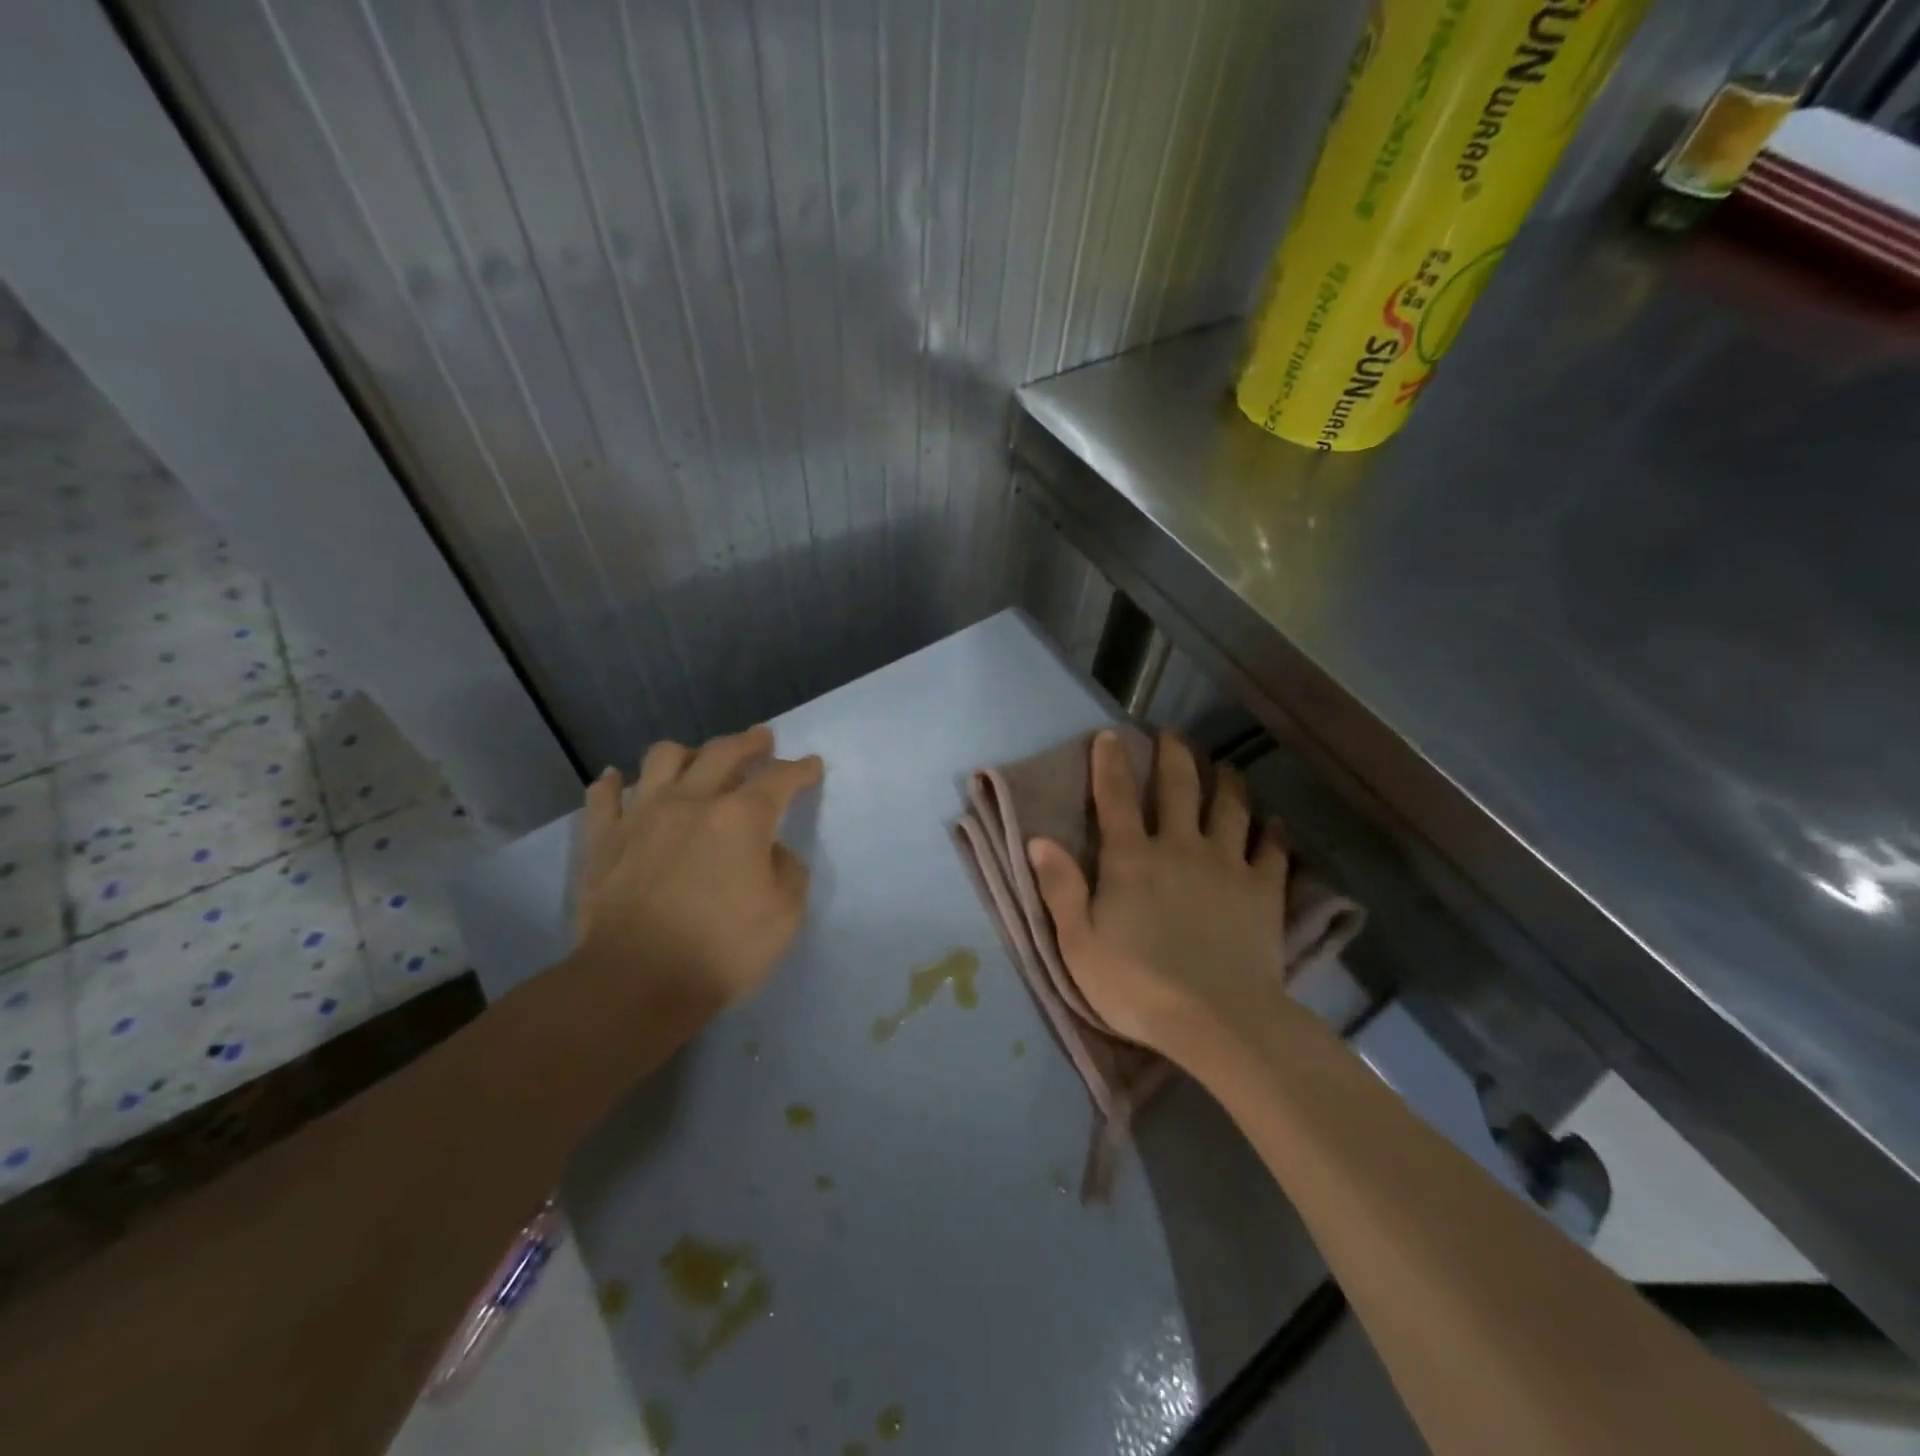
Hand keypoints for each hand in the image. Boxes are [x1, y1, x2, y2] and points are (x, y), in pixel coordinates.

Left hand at [573, 725, 822, 1018]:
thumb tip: (773, 852)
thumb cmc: (721, 950)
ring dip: (686, 753)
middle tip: (761, 740)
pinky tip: (618, 781)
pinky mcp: (603, 839)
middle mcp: (692, 802)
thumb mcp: (785, 917)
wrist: (634, 982)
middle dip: (748, 742)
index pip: (779, 779)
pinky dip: (613, 783)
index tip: (811, 766)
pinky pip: (603, 796)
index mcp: (741, 818)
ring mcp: (641, 816)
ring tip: (695, 760)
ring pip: (662, 758)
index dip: (800, 770)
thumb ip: (788, 873)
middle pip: (723, 752)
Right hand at [1027, 729, 1288, 1058]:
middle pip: (1179, 788)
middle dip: (1175, 755)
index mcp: (1131, 858)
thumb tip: (1039, 840)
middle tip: (1174, 734)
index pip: (1115, 798)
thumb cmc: (1137, 985)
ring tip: (1227, 767)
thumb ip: (1060, 889)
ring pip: (1230, 808)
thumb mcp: (1078, 944)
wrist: (1217, 1019)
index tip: (1109, 735)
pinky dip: (1273, 832)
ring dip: (1227, 782)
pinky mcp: (1264, 891)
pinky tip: (1274, 822)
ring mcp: (1227, 865)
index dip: (1109, 763)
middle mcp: (1180, 847)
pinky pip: (1272, 850)